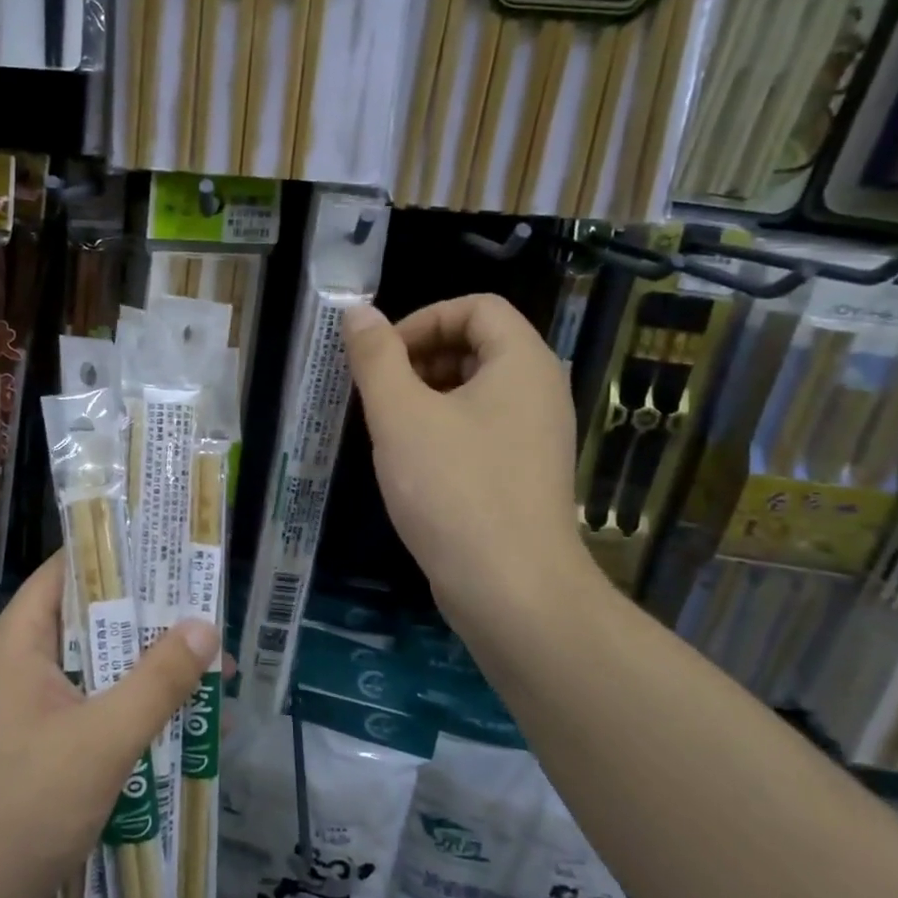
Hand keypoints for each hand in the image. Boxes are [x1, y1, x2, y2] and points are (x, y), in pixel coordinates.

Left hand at [0, 552, 216, 897]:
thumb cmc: (22, 807)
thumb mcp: (102, 740)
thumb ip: (157, 681)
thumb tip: (205, 625)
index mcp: (22, 639)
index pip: (71, 568)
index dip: (121, 554)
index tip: (174, 551)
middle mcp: (23, 662)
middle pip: (92, 619)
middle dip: (151, 620)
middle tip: (210, 613)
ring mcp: (29, 707)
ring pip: (98, 669)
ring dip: (148, 670)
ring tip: (211, 670)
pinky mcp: (39, 746)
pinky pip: (94, 709)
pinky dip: (133, 710)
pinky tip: (181, 728)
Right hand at [343, 297, 595, 627]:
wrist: (512, 591)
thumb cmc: (454, 489)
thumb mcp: (400, 415)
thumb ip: (376, 357)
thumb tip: (357, 312)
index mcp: (522, 362)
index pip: (476, 306)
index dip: (423, 319)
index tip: (383, 357)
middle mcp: (539, 390)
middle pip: (477, 344)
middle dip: (421, 357)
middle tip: (379, 393)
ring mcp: (536, 435)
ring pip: (475, 389)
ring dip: (426, 395)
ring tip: (389, 429)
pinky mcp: (524, 473)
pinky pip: (481, 428)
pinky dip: (443, 428)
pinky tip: (412, 463)